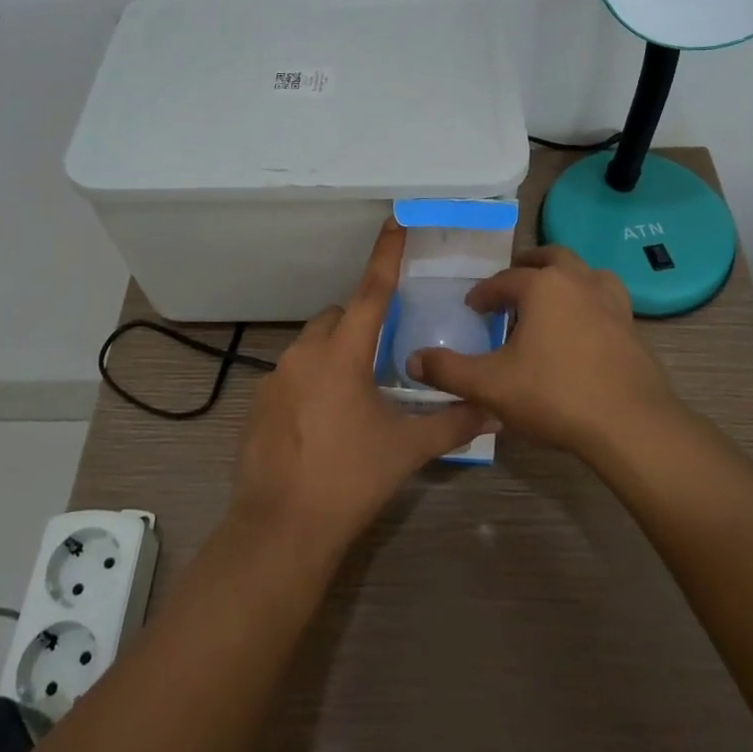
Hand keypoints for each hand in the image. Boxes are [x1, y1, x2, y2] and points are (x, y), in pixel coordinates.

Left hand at [230, 218, 489, 559]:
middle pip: (338, 317)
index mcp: (343, 353)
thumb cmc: (350, 479)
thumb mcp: (406, 449)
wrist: (281, 528)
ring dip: (335, 356)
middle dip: (360, 326)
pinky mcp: (258, 401)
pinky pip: (292, 374)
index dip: (385, 256)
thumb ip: (453, 424)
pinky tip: (323, 423)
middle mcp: (305, 353)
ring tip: (355, 398)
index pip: (370, 292)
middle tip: (382, 361)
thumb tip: (494, 411)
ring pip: (312, 345)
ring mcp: (275, 376)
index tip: (394, 222)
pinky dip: (311, 382)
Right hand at [408, 245, 679, 457]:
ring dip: (565, 278)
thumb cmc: (554, 395)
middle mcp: (578, 282)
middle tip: (512, 285)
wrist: (629, 424)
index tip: (473, 307)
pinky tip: (582, 328)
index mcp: (542, 286)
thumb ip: (448, 370)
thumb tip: (412, 359)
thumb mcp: (490, 385)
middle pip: (551, 258)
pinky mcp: (631, 327)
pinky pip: (606, 300)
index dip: (484, 293)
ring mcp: (610, 302)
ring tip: (551, 299)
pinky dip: (589, 302)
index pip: (504, 280)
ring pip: (585, 273)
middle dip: (528, 267)